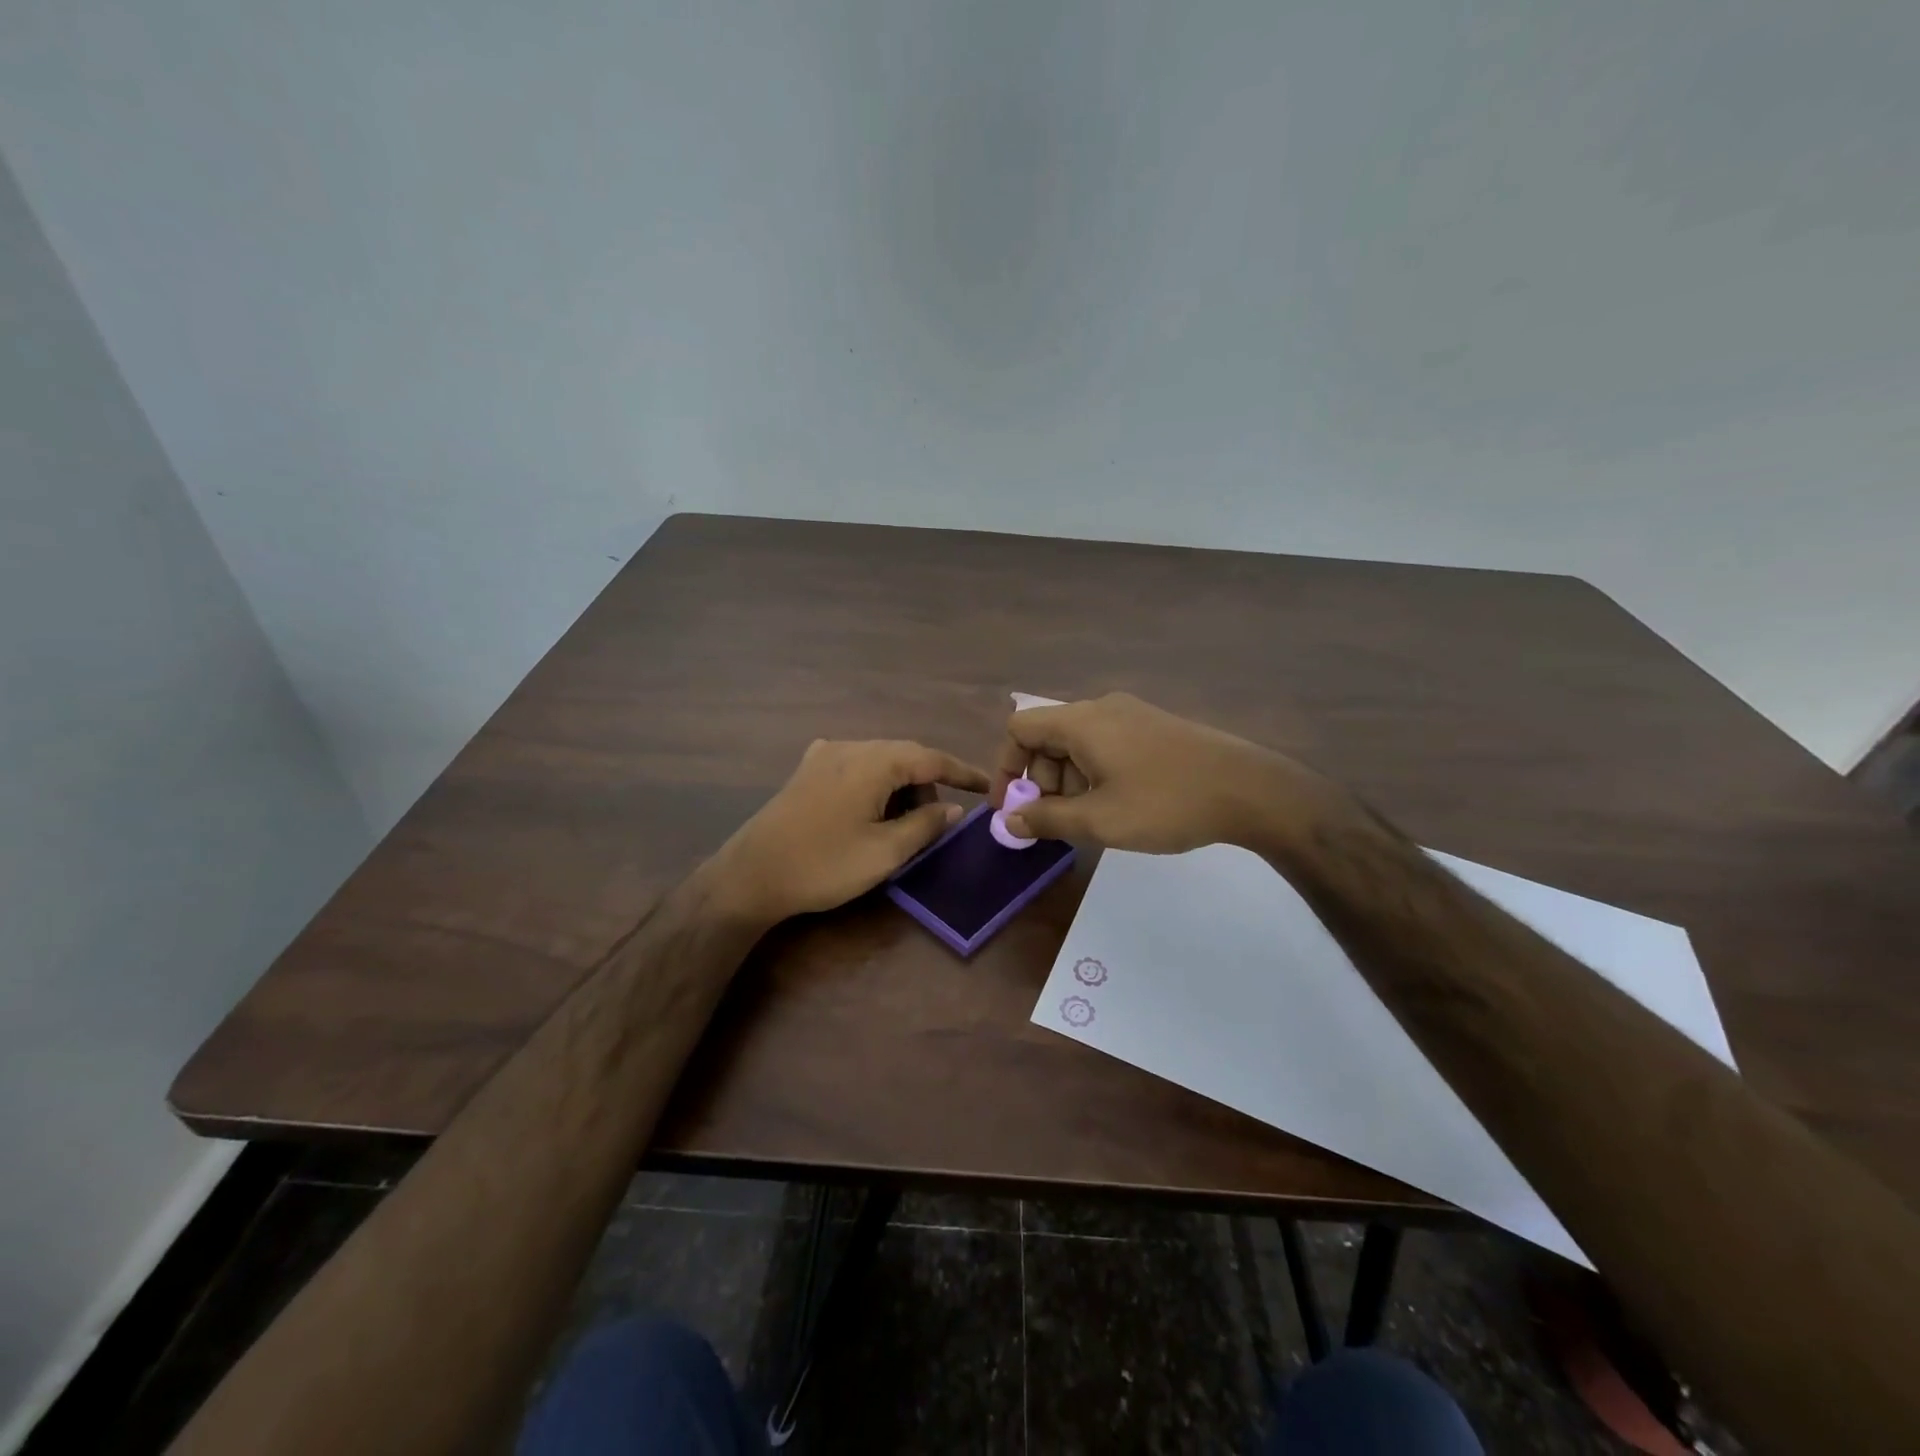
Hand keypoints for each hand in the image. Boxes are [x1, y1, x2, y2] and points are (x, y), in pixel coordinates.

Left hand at [713, 739, 990, 921]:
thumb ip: (925, 826)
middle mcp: (849, 747)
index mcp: (873, 761)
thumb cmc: (824, 865)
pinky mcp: (807, 771)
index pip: (931, 759)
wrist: (751, 876)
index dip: (962, 773)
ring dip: (899, 787)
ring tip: (901, 826)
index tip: (987, 787)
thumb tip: (951, 809)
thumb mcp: (885, 852)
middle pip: (904, 757)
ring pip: (879, 762)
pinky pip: (856, 768)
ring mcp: (823, 755)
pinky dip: (875, 786)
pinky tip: (870, 811)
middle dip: (927, 785)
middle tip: (937, 822)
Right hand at [991, 692, 1314, 853]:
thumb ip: (1047, 820)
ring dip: (1069, 781)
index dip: (1006, 767)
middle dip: (1041, 781)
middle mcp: (1102, 708)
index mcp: (1082, 721)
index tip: (1011, 809)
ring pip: (1077, 743)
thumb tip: (1008, 821)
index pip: (1020, 729)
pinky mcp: (1153, 727)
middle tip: (1057, 822)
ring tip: (1091, 820)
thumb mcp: (1100, 820)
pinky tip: (1117, 805)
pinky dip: (1094, 773)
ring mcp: (1131, 715)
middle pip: (1048, 737)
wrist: (1250, 790)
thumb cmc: (1166, 803)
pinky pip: (1105, 744)